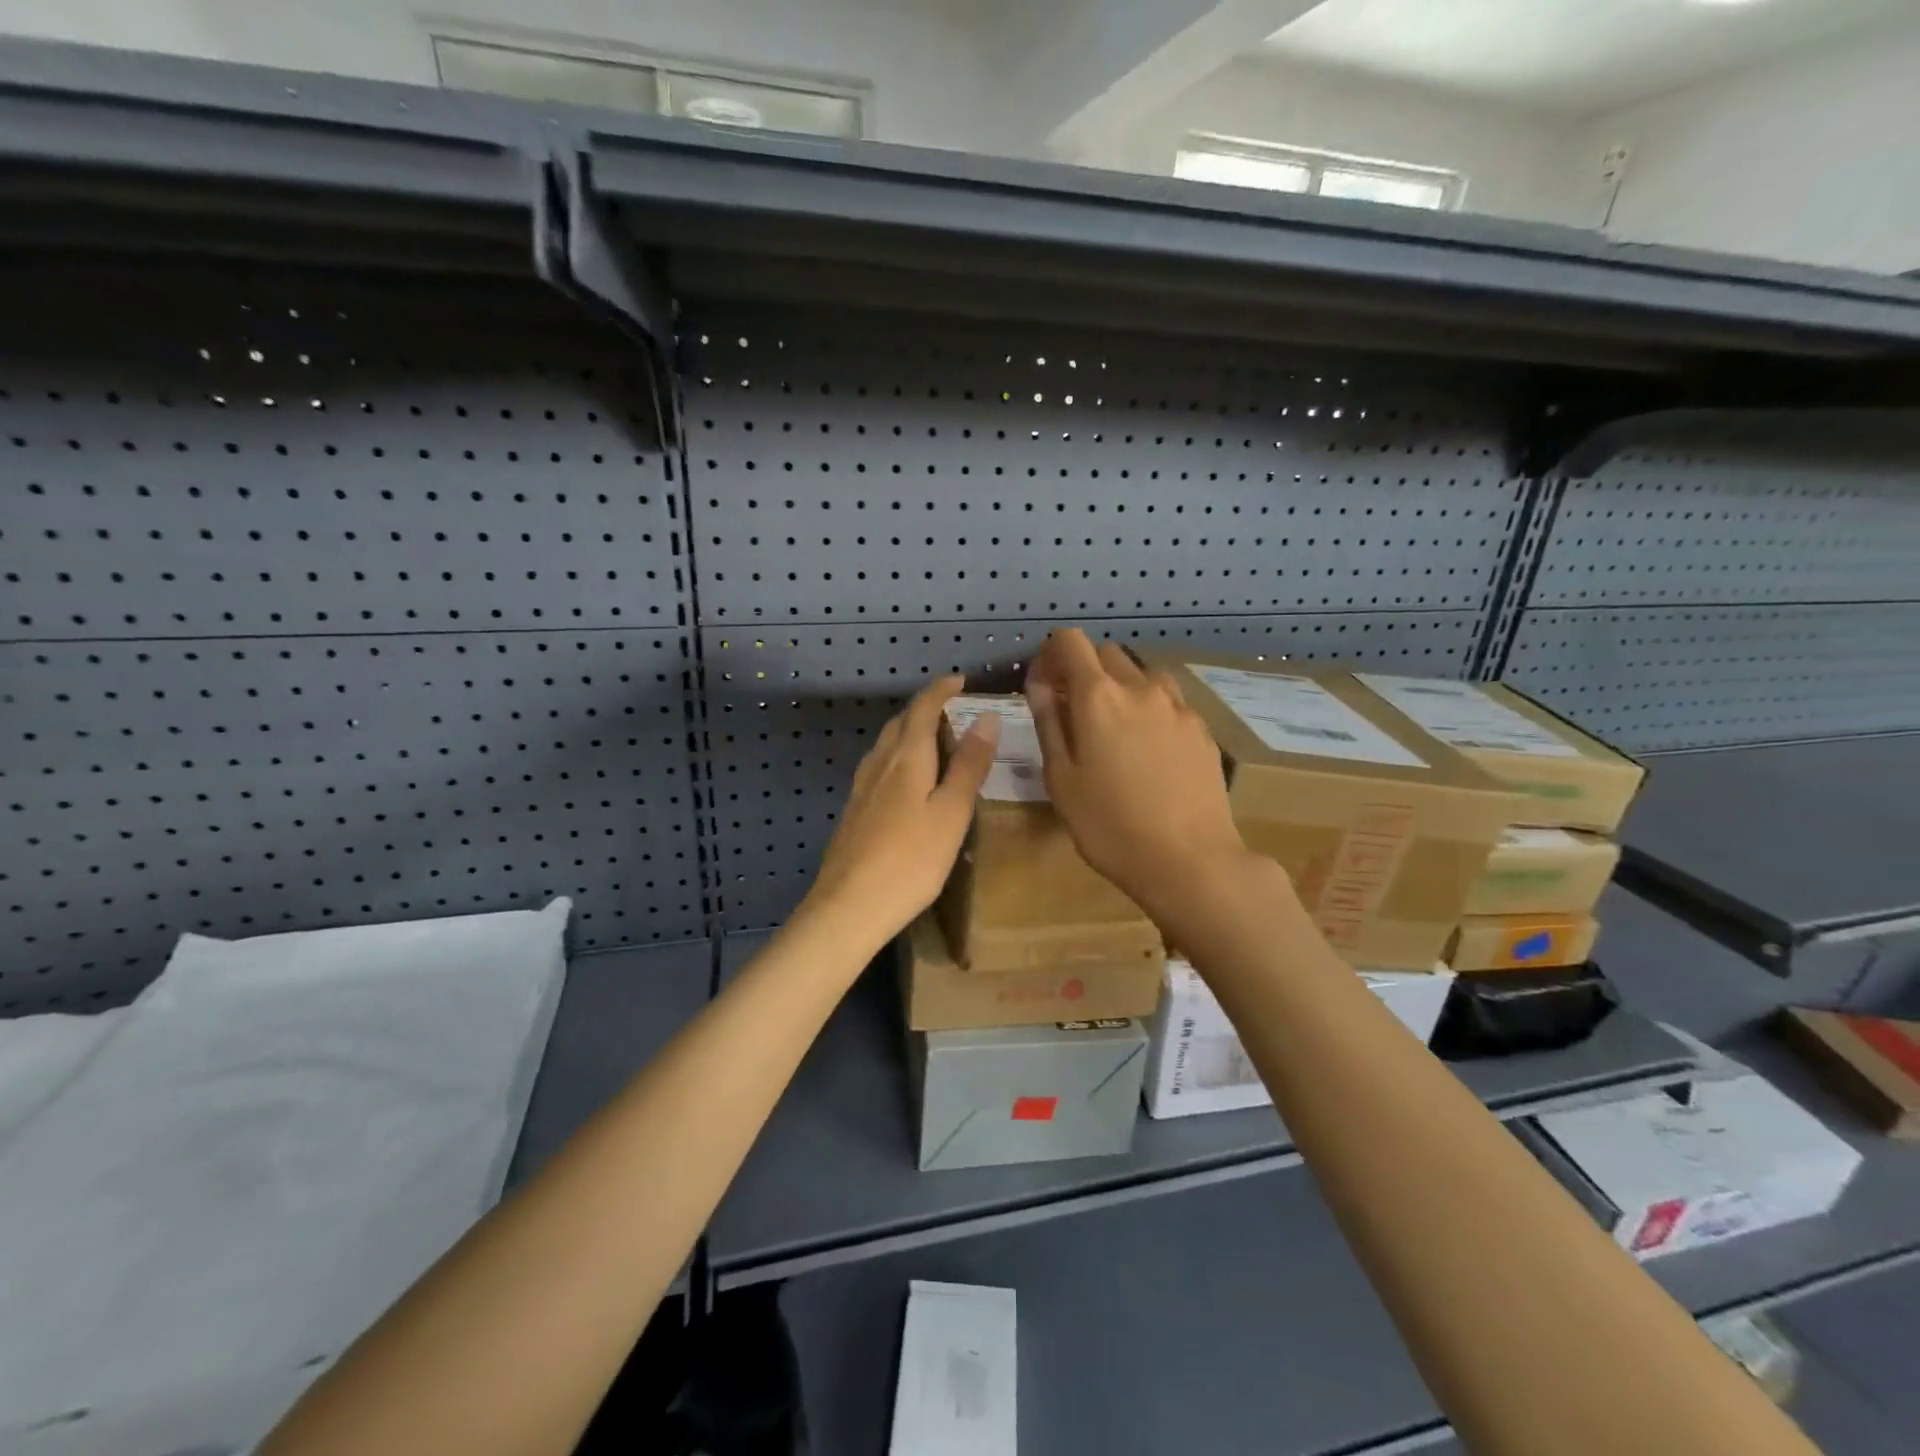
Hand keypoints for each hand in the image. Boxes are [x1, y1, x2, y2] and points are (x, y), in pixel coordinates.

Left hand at [802, 675, 998, 947]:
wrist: (849, 907)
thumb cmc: (911, 860)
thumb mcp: (952, 812)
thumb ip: (969, 765)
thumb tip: (985, 717)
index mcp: (906, 758)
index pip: (923, 708)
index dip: (941, 690)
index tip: (961, 680)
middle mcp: (879, 764)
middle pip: (900, 723)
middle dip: (925, 709)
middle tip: (953, 711)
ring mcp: (861, 789)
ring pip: (886, 746)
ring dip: (909, 732)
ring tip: (933, 741)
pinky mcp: (854, 812)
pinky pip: (878, 768)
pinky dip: (898, 758)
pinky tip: (905, 782)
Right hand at [1025, 630, 1254, 921]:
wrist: (1191, 860)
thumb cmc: (1110, 826)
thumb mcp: (1062, 780)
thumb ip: (1049, 723)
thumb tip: (1039, 684)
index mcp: (1098, 697)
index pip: (1069, 642)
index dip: (1050, 655)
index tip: (1043, 686)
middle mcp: (1141, 688)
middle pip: (1106, 653)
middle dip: (1084, 671)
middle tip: (1074, 713)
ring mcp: (1178, 706)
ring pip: (1142, 675)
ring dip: (1121, 688)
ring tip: (1114, 731)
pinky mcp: (1202, 729)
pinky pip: (1168, 702)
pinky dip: (1149, 710)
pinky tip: (1148, 752)